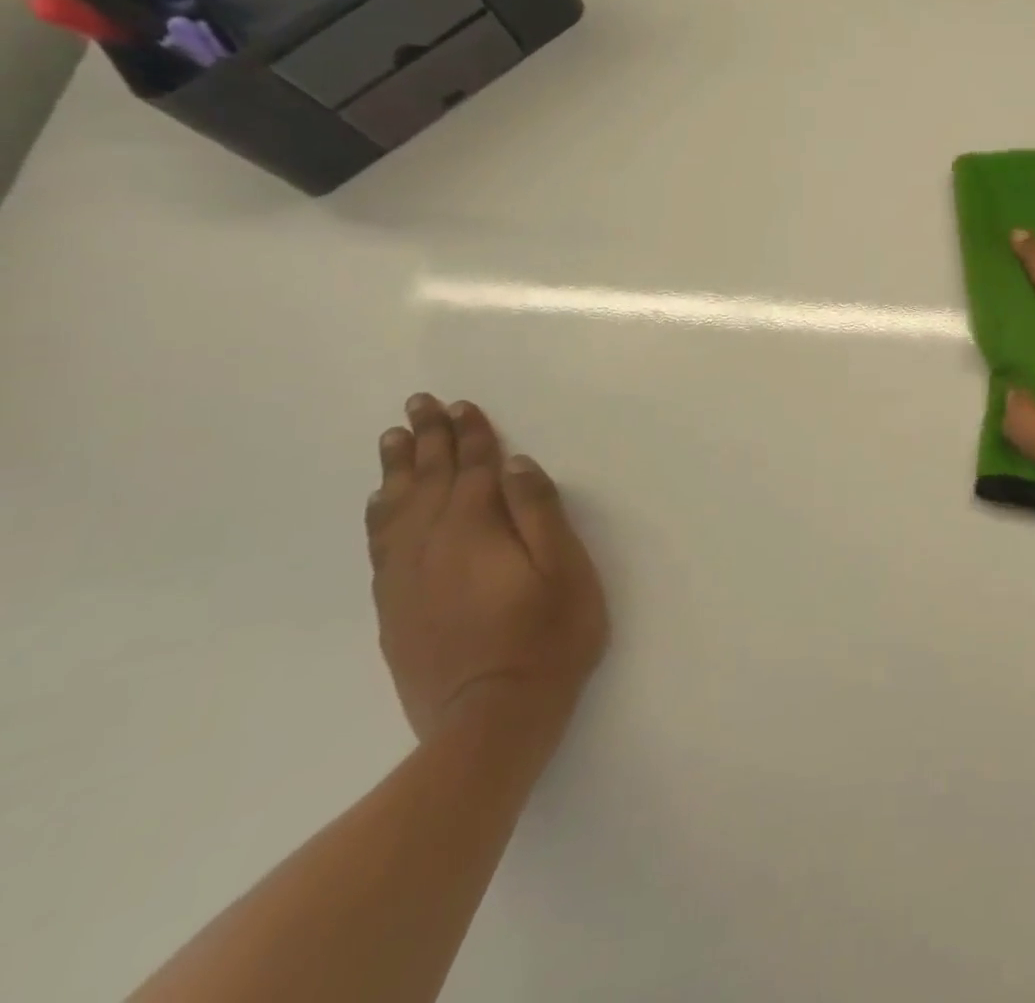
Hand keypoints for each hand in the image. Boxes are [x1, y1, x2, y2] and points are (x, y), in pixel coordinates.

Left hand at [365, 394, 607, 744]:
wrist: (490, 721)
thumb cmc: (547, 637)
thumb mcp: (564, 569)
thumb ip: (539, 511)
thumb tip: (516, 464)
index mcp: (476, 529)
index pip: (474, 469)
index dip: (471, 435)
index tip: (462, 405)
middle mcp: (432, 544)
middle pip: (428, 479)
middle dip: (427, 439)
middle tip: (417, 403)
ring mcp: (407, 578)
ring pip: (396, 508)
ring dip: (397, 470)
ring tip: (392, 438)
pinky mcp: (395, 608)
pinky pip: (380, 545)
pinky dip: (380, 514)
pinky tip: (381, 503)